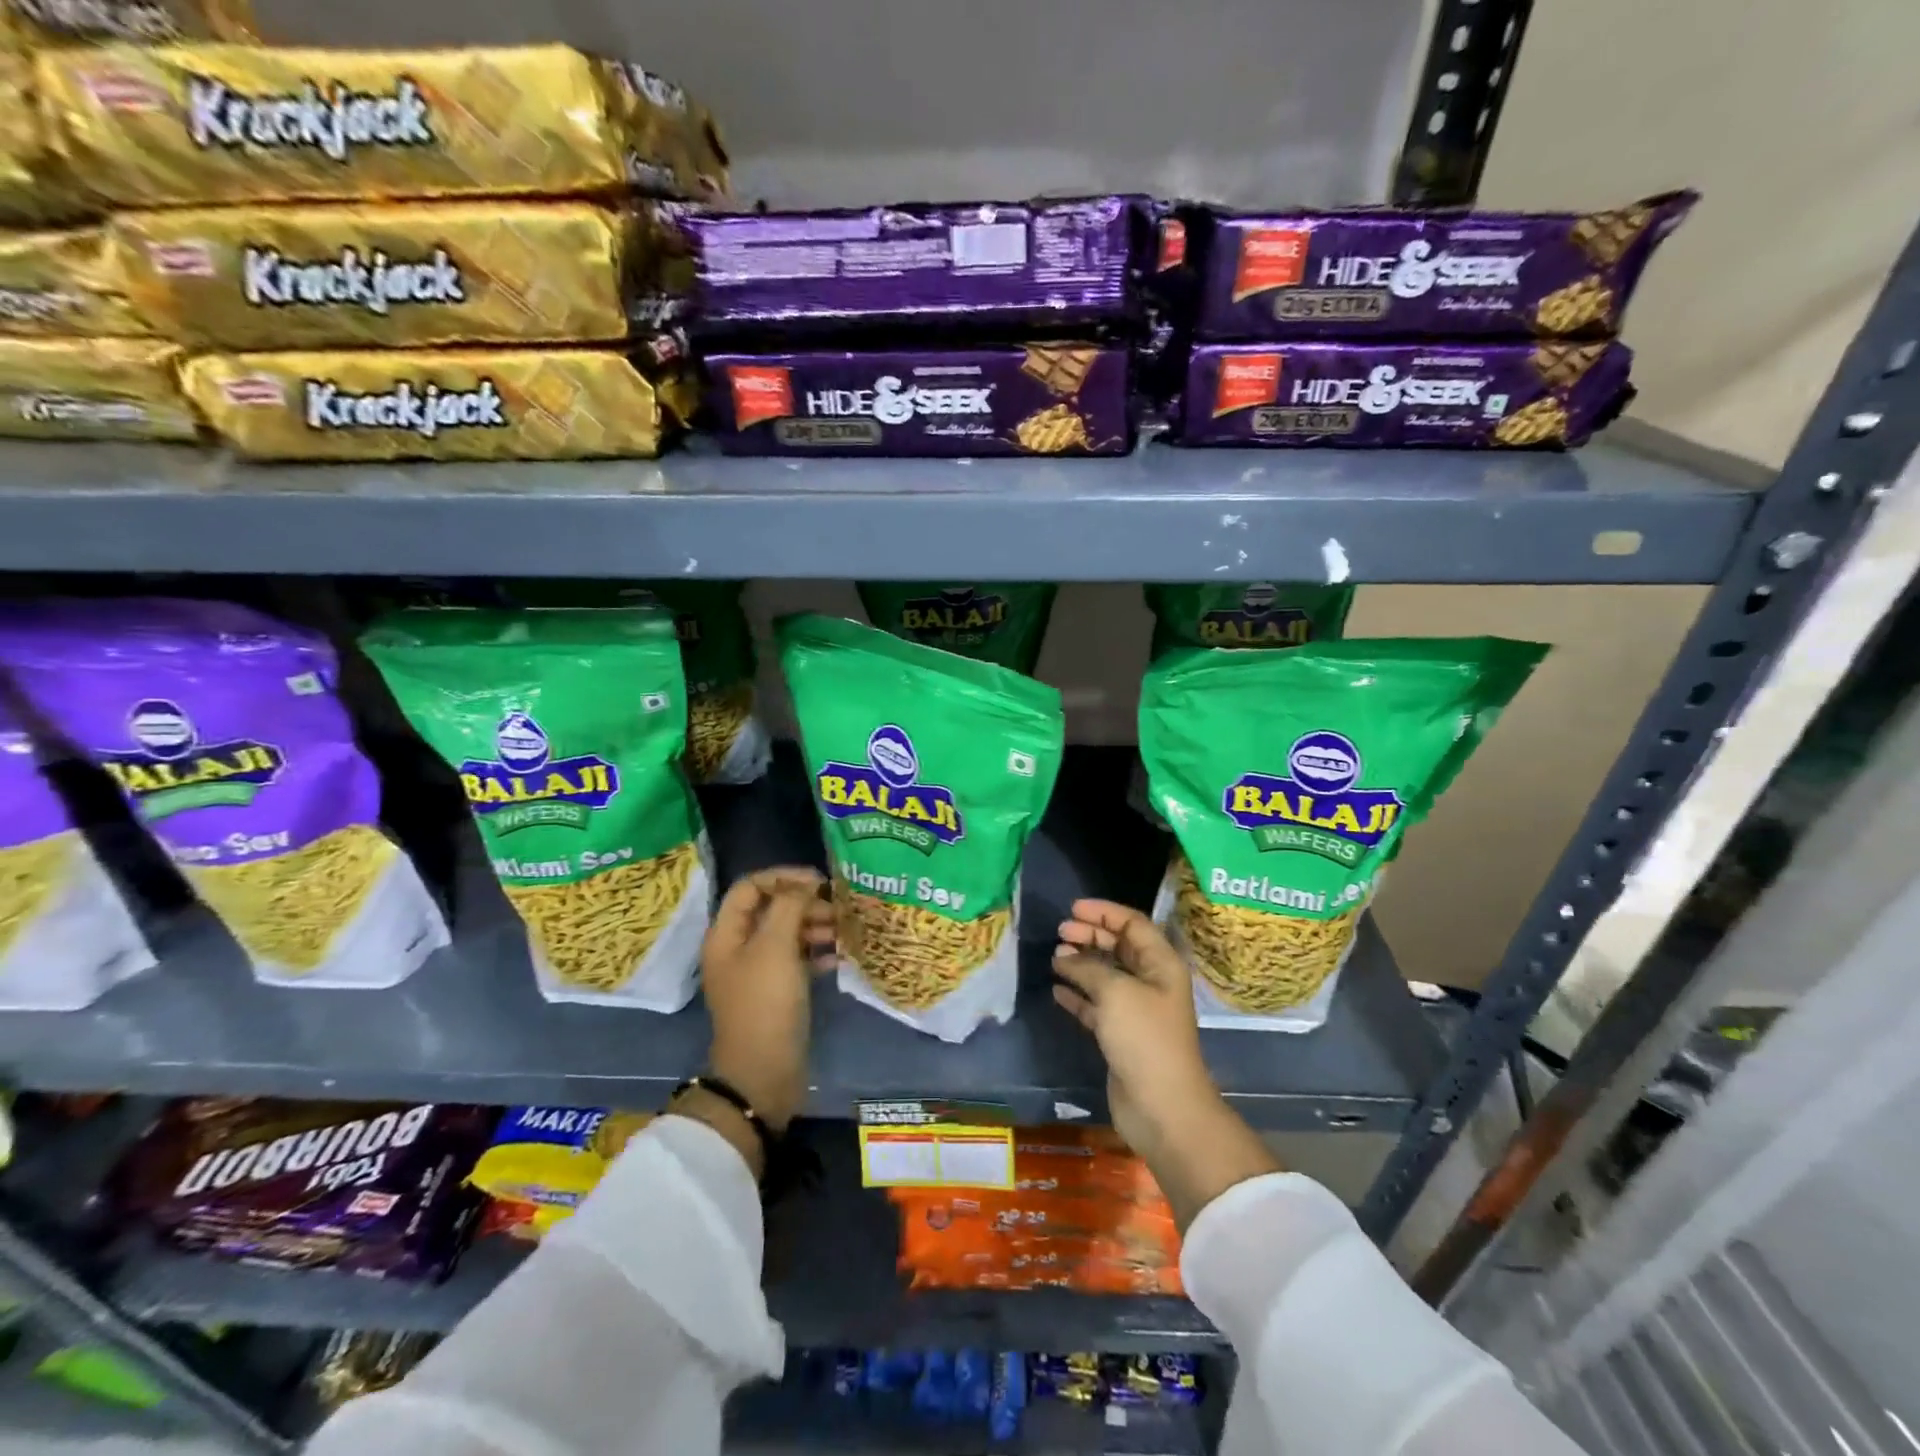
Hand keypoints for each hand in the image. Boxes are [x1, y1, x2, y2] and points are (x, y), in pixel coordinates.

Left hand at [698, 867, 834, 1137]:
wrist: (763, 1073)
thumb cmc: (766, 1003)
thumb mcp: (775, 947)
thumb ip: (789, 906)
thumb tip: (804, 884)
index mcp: (727, 934)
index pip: (751, 886)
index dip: (783, 877)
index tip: (819, 882)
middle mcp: (739, 948)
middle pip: (771, 909)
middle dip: (805, 903)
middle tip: (837, 909)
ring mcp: (758, 972)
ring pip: (788, 934)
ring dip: (815, 927)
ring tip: (844, 932)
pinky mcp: (777, 993)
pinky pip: (798, 960)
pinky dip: (818, 953)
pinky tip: (840, 958)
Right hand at [1052, 899, 1215, 1156]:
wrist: (1161, 1106)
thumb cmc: (1144, 1038)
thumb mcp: (1115, 992)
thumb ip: (1088, 967)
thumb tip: (1064, 956)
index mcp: (1161, 964)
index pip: (1133, 924)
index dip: (1104, 912)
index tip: (1073, 909)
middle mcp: (1151, 982)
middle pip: (1119, 947)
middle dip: (1090, 936)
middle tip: (1060, 932)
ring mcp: (1136, 1010)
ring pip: (1105, 976)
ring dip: (1081, 964)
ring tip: (1055, 958)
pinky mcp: (1120, 1036)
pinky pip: (1096, 1005)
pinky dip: (1077, 995)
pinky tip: (1057, 989)